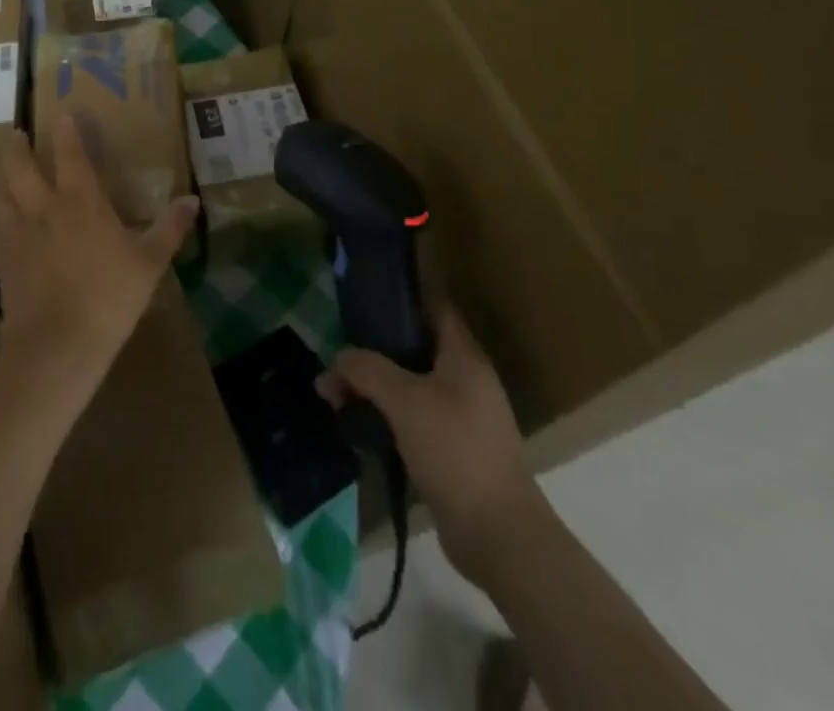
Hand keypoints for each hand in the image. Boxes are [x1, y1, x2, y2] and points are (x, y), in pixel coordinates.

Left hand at [0, 116, 196, 372]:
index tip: (61, 115)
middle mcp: (44, 208)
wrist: (58, 344)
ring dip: (0, 174)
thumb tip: (192, 199)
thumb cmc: (109, 297)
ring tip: (2, 167)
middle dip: (18, 147)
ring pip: (0, 192)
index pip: (70, 155)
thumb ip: (169, 228)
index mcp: (80, 201)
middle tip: (17, 134)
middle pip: (20, 167)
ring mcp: (18, 234)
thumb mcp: (150, 263)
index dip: (66, 133)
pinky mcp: (3, 260)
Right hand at [320, 306, 540, 567]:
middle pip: (413, 349)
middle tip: (337, 358)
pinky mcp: (453, 451)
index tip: (365, 298)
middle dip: (373, 351)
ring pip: (409, 386)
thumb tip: (338, 357)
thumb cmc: (455, 450)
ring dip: (374, 388)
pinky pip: (413, 419)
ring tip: (334, 396)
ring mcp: (462, 417)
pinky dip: (386, 416)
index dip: (403, 298)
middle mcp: (466, 381)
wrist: (499, 536)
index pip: (435, 308)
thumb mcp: (405, 401)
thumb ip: (368, 370)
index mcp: (464, 357)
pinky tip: (357, 425)